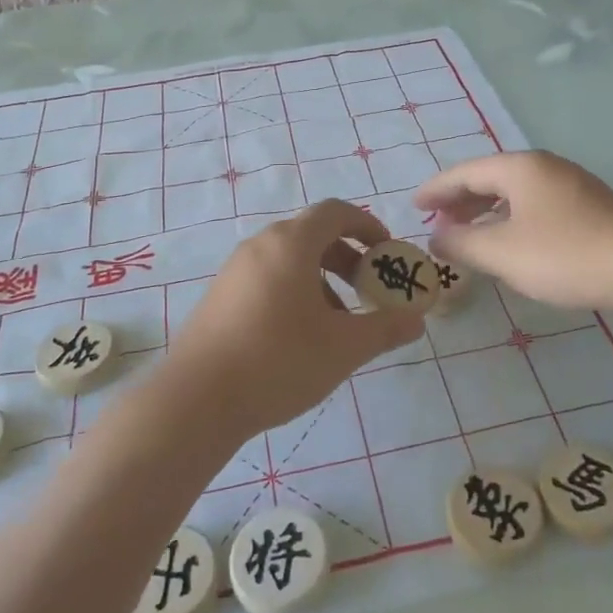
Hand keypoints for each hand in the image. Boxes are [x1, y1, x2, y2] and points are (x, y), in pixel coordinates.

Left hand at [164, 200, 425, 437]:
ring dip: (321, 278)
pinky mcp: (219, 297)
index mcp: (291, 243)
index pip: (335, 212)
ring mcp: (234, 271)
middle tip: (368, 288)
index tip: (387, 252)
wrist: (196, 401)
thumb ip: (385, 328)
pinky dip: (294, 291)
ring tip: (338, 320)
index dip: (367, 225)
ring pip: (288, 259)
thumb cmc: (278, 361)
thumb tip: (416, 319)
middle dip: (347, 256)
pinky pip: (267, 278)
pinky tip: (300, 335)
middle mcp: (260, 246)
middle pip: (312, 234)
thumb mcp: (344, 347)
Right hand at [414, 152, 612, 311]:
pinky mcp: (587, 206)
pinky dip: (509, 218)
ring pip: (513, 192)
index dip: (435, 190)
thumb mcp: (503, 253)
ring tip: (467, 233)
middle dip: (459, 200)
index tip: (413, 205)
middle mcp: (542, 166)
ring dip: (485, 211)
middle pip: (489, 177)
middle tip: (437, 222)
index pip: (464, 172)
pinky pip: (533, 204)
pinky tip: (509, 241)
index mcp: (518, 168)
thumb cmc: (565, 254)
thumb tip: (436, 237)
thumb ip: (462, 244)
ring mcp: (569, 184)